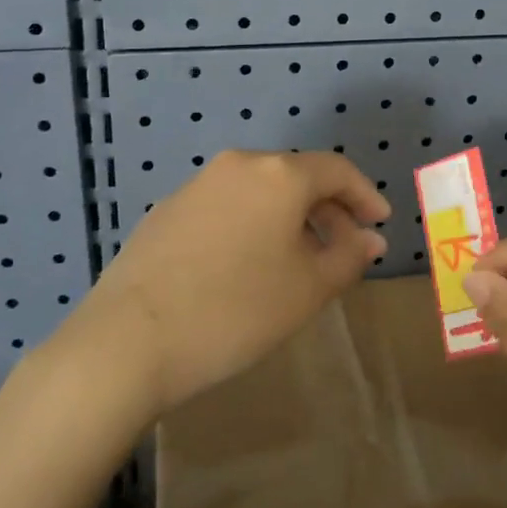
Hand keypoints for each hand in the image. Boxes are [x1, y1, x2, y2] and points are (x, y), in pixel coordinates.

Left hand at [67, 150, 389, 419]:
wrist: (127, 341)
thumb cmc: (236, 311)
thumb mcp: (308, 289)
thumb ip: (348, 256)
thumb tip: (369, 238)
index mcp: (278, 174)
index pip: (337, 170)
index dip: (365, 195)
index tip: (380, 224)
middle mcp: (238, 166)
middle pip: (297, 177)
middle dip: (328, 210)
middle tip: (344, 249)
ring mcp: (197, 186)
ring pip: (260, 192)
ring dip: (289, 219)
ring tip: (298, 262)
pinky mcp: (166, 211)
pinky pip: (227, 207)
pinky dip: (252, 226)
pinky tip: (246, 267)